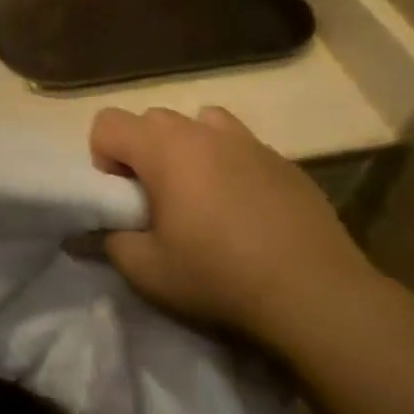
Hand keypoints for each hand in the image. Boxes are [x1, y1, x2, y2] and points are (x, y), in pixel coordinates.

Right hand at [91, 106, 385, 349]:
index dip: (103, 158)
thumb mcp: (146, 271)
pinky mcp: (285, 161)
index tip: (124, 198)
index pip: (107, 122)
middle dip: (143, 153)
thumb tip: (98, 231)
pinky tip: (246, 211)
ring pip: (200, 124)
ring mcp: (249, 142)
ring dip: (188, 150)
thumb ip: (110, 242)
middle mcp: (204, 131)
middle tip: (158, 201)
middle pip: (152, 119)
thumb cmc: (219, 276)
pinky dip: (229, 165)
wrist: (315, 293)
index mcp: (165, 149)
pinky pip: (240, 147)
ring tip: (201, 196)